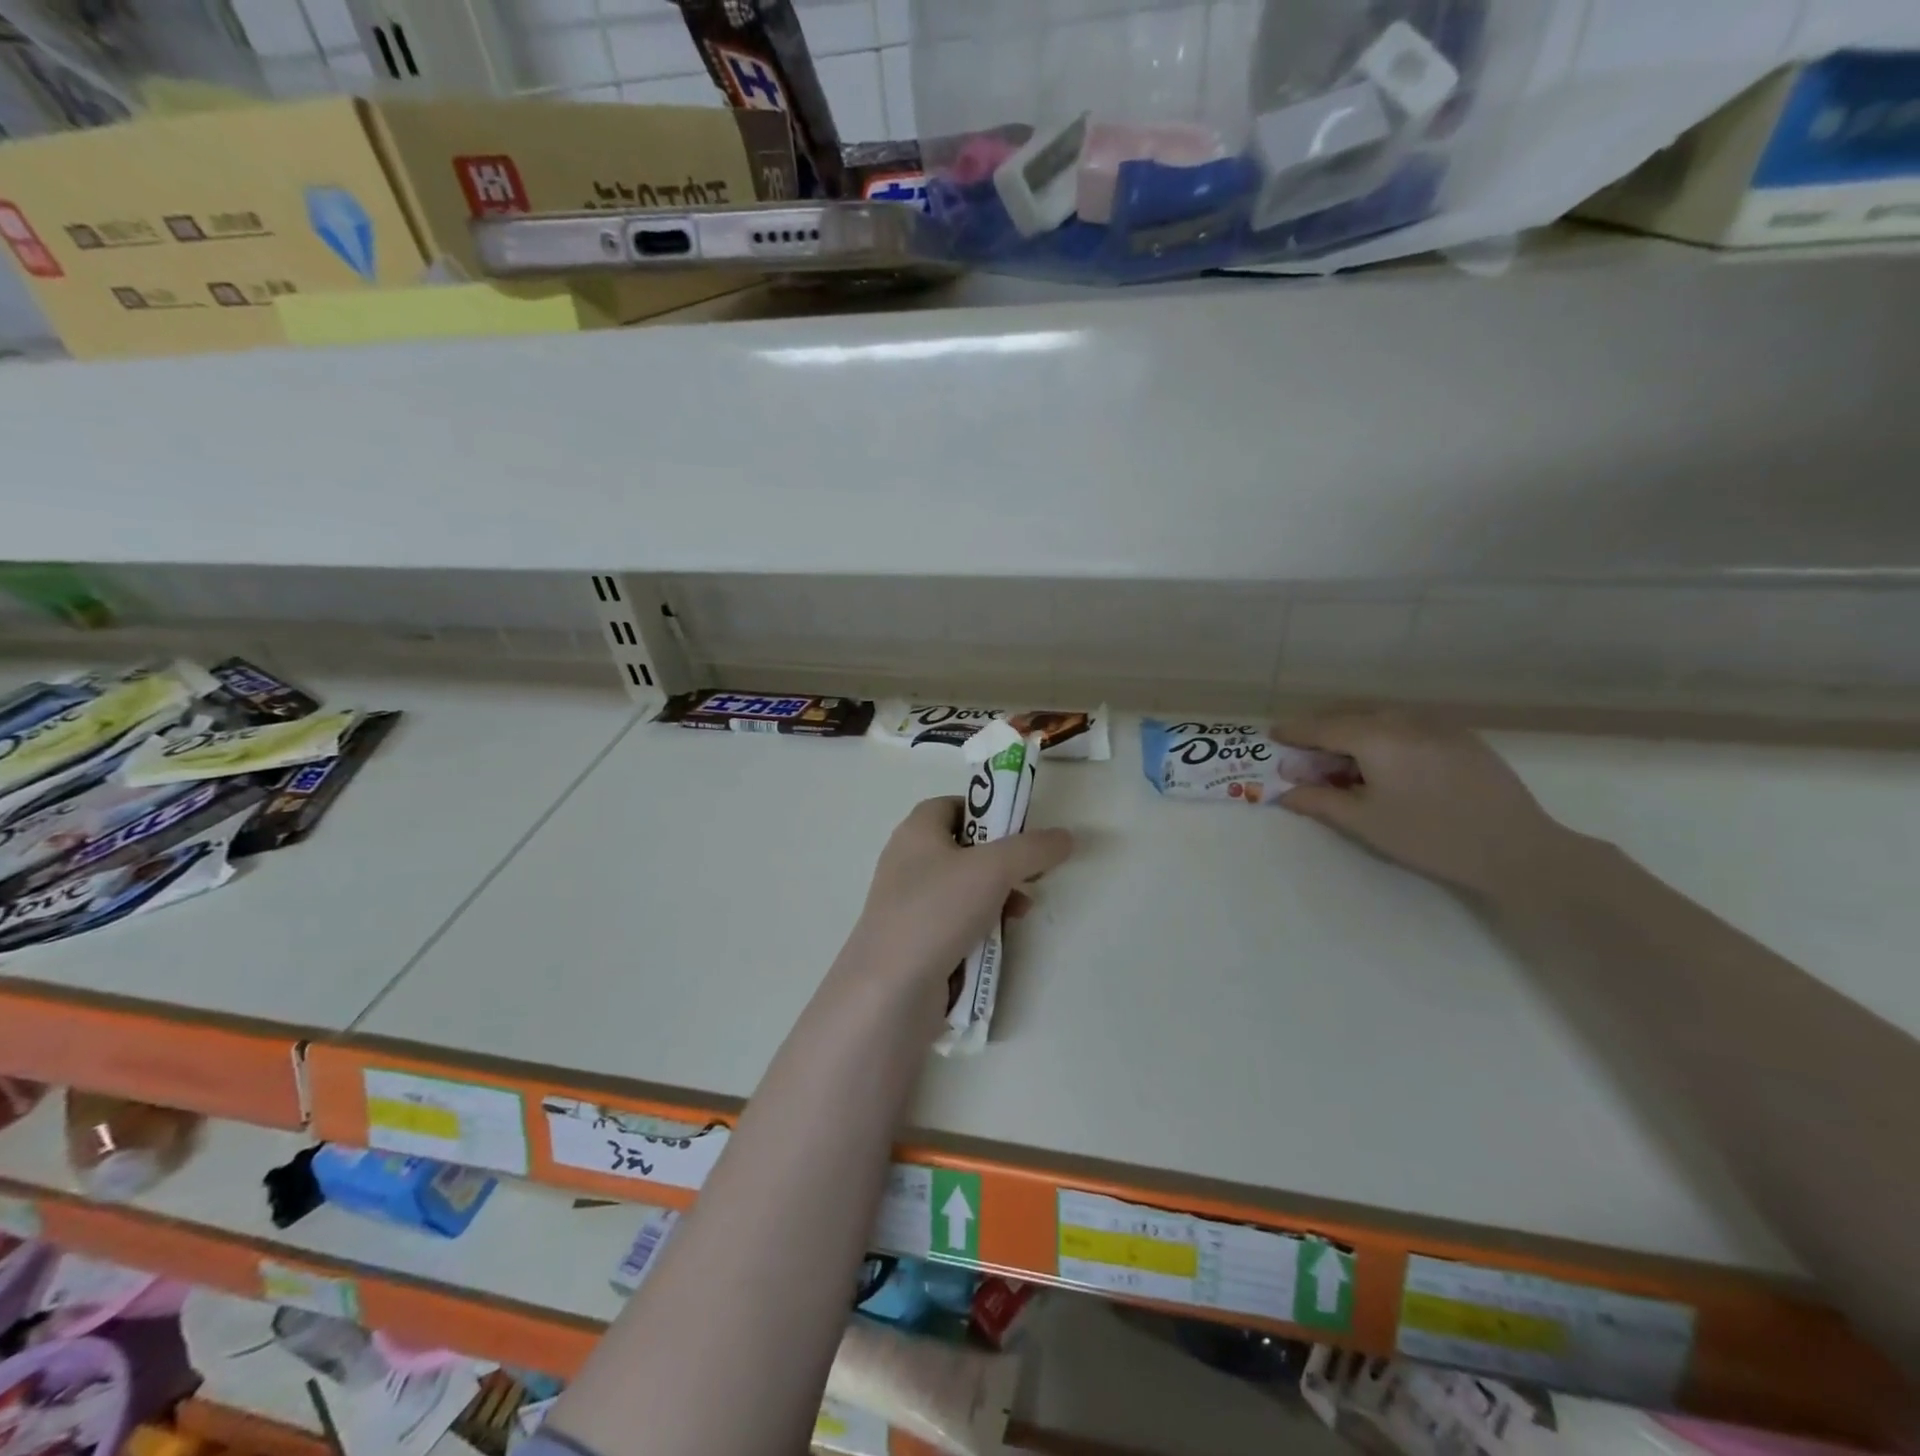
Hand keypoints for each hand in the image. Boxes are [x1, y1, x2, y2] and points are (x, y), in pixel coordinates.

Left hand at [850, 797, 1073, 989]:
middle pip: (964, 848)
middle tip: (1031, 874)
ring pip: (963, 888)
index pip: (954, 804)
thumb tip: (1065, 836)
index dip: (988, 811)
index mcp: (917, 831)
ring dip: (997, 897)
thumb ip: (1033, 848)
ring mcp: (908, 904)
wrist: (889, 990)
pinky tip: (998, 941)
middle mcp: (908, 861)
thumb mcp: (994, 869)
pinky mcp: (914, 940)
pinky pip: (954, 922)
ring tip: (1021, 912)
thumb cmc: (937, 911)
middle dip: (1002, 861)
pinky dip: (979, 926)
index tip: (1020, 831)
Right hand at [1273, 710, 1570, 900]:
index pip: (1323, 727)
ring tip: (1342, 759)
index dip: (1295, 732)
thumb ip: (1319, 801)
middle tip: (1305, 753)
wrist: (1517, 849)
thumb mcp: (1365, 823)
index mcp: (1377, 737)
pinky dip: (1384, 735)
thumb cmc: (1429, 837)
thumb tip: (1284, 792)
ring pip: (1381, 718)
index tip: (1273, 736)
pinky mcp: (1461, 737)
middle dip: (1323, 730)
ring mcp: (1438, 725)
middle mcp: (1405, 720)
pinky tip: (1385, 763)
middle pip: (1351, 715)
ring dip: (1353, 731)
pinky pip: (1408, 726)